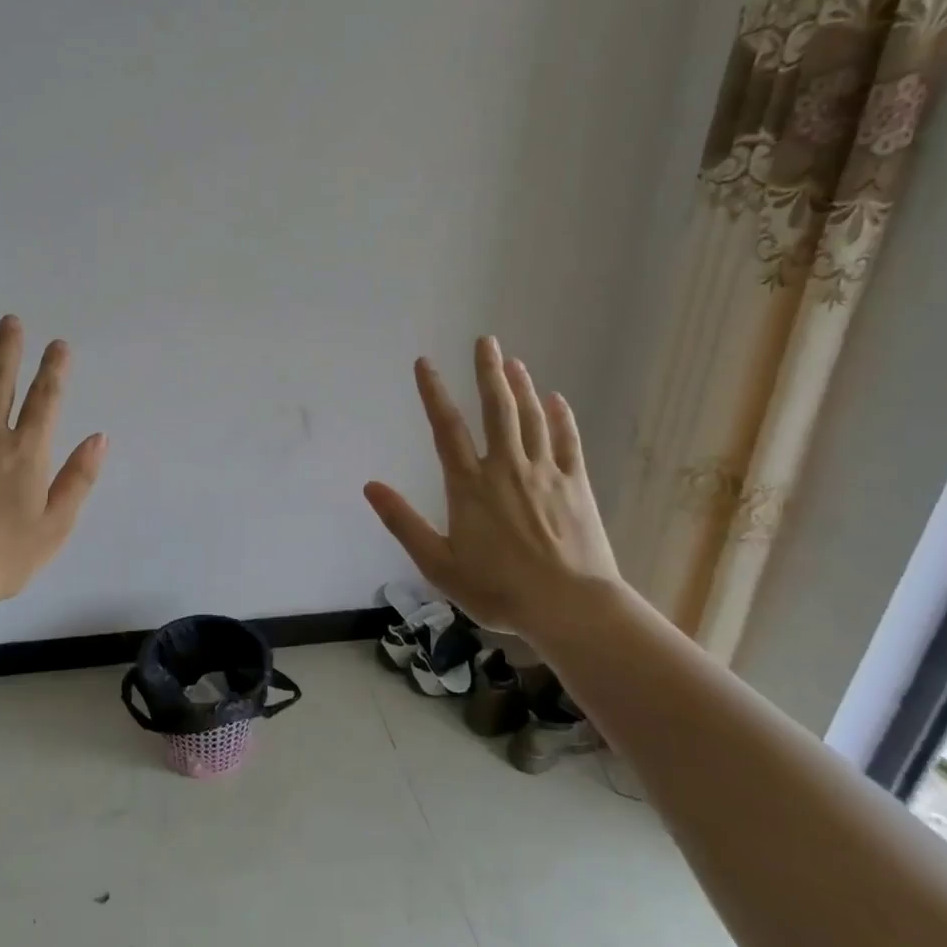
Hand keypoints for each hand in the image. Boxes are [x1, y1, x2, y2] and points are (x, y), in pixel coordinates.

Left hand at [0, 315, 106, 602]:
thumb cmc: (1, 555)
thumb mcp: (55, 526)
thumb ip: (78, 479)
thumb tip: (100, 438)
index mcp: (26, 450)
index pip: (45, 399)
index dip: (54, 369)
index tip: (59, 344)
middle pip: (0, 380)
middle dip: (8, 349)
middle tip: (10, 321)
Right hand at [364, 336, 620, 649]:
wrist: (569, 606)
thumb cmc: (498, 589)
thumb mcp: (438, 564)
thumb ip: (403, 523)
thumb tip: (370, 486)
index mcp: (470, 486)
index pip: (447, 428)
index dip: (433, 393)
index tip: (424, 362)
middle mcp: (507, 468)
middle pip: (497, 409)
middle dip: (489, 372)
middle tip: (486, 340)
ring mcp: (545, 473)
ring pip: (532, 419)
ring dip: (521, 387)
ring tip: (513, 362)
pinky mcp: (577, 485)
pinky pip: (568, 442)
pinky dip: (561, 418)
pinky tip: (557, 400)